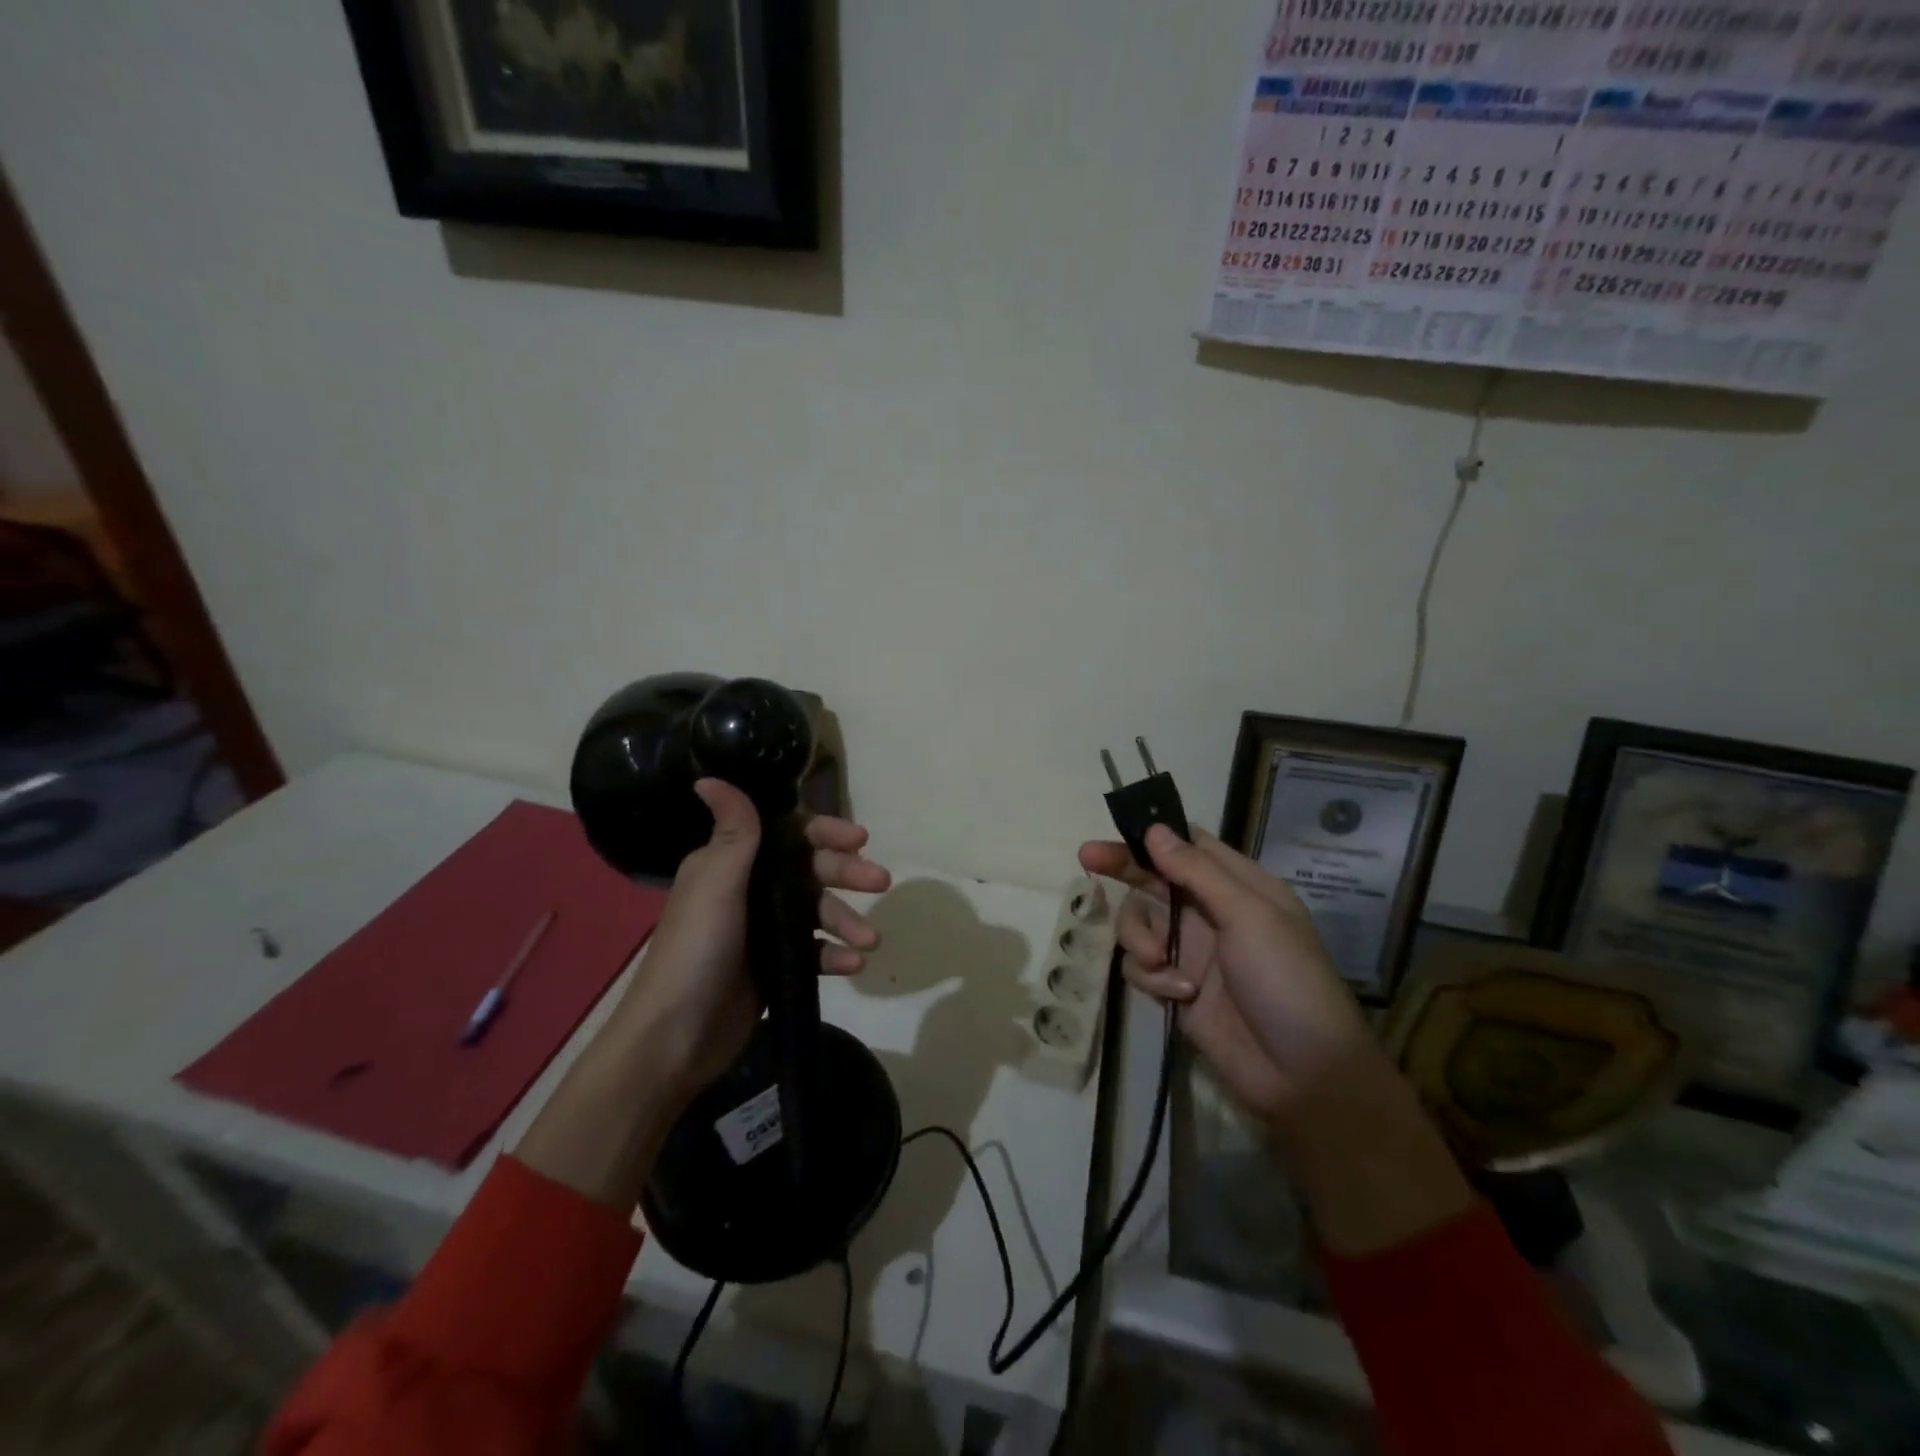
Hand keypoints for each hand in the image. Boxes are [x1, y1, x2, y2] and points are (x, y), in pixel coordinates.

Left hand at [615, 778, 892, 1099]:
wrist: (675, 1038)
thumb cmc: (696, 950)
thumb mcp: (716, 884)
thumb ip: (732, 832)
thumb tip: (709, 776)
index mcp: (731, 864)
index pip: (787, 834)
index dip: (825, 833)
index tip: (860, 839)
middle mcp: (749, 890)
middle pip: (809, 871)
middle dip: (846, 874)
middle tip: (881, 882)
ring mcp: (764, 930)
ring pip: (817, 912)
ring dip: (847, 921)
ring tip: (870, 940)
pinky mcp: (775, 966)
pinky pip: (814, 951)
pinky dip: (835, 955)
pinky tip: (854, 965)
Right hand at [1083, 824, 1474, 1254]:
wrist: (1302, 1075)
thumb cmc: (1286, 981)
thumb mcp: (1249, 916)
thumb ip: (1197, 872)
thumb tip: (1154, 829)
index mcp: (1238, 886)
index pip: (1188, 845)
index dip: (1153, 834)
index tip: (1117, 829)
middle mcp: (1210, 911)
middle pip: (1153, 879)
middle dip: (1122, 869)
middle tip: (1087, 858)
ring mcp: (1190, 950)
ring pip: (1138, 922)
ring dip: (1139, 937)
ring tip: (1158, 961)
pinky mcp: (1175, 986)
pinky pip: (1140, 966)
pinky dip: (1152, 977)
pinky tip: (1178, 994)